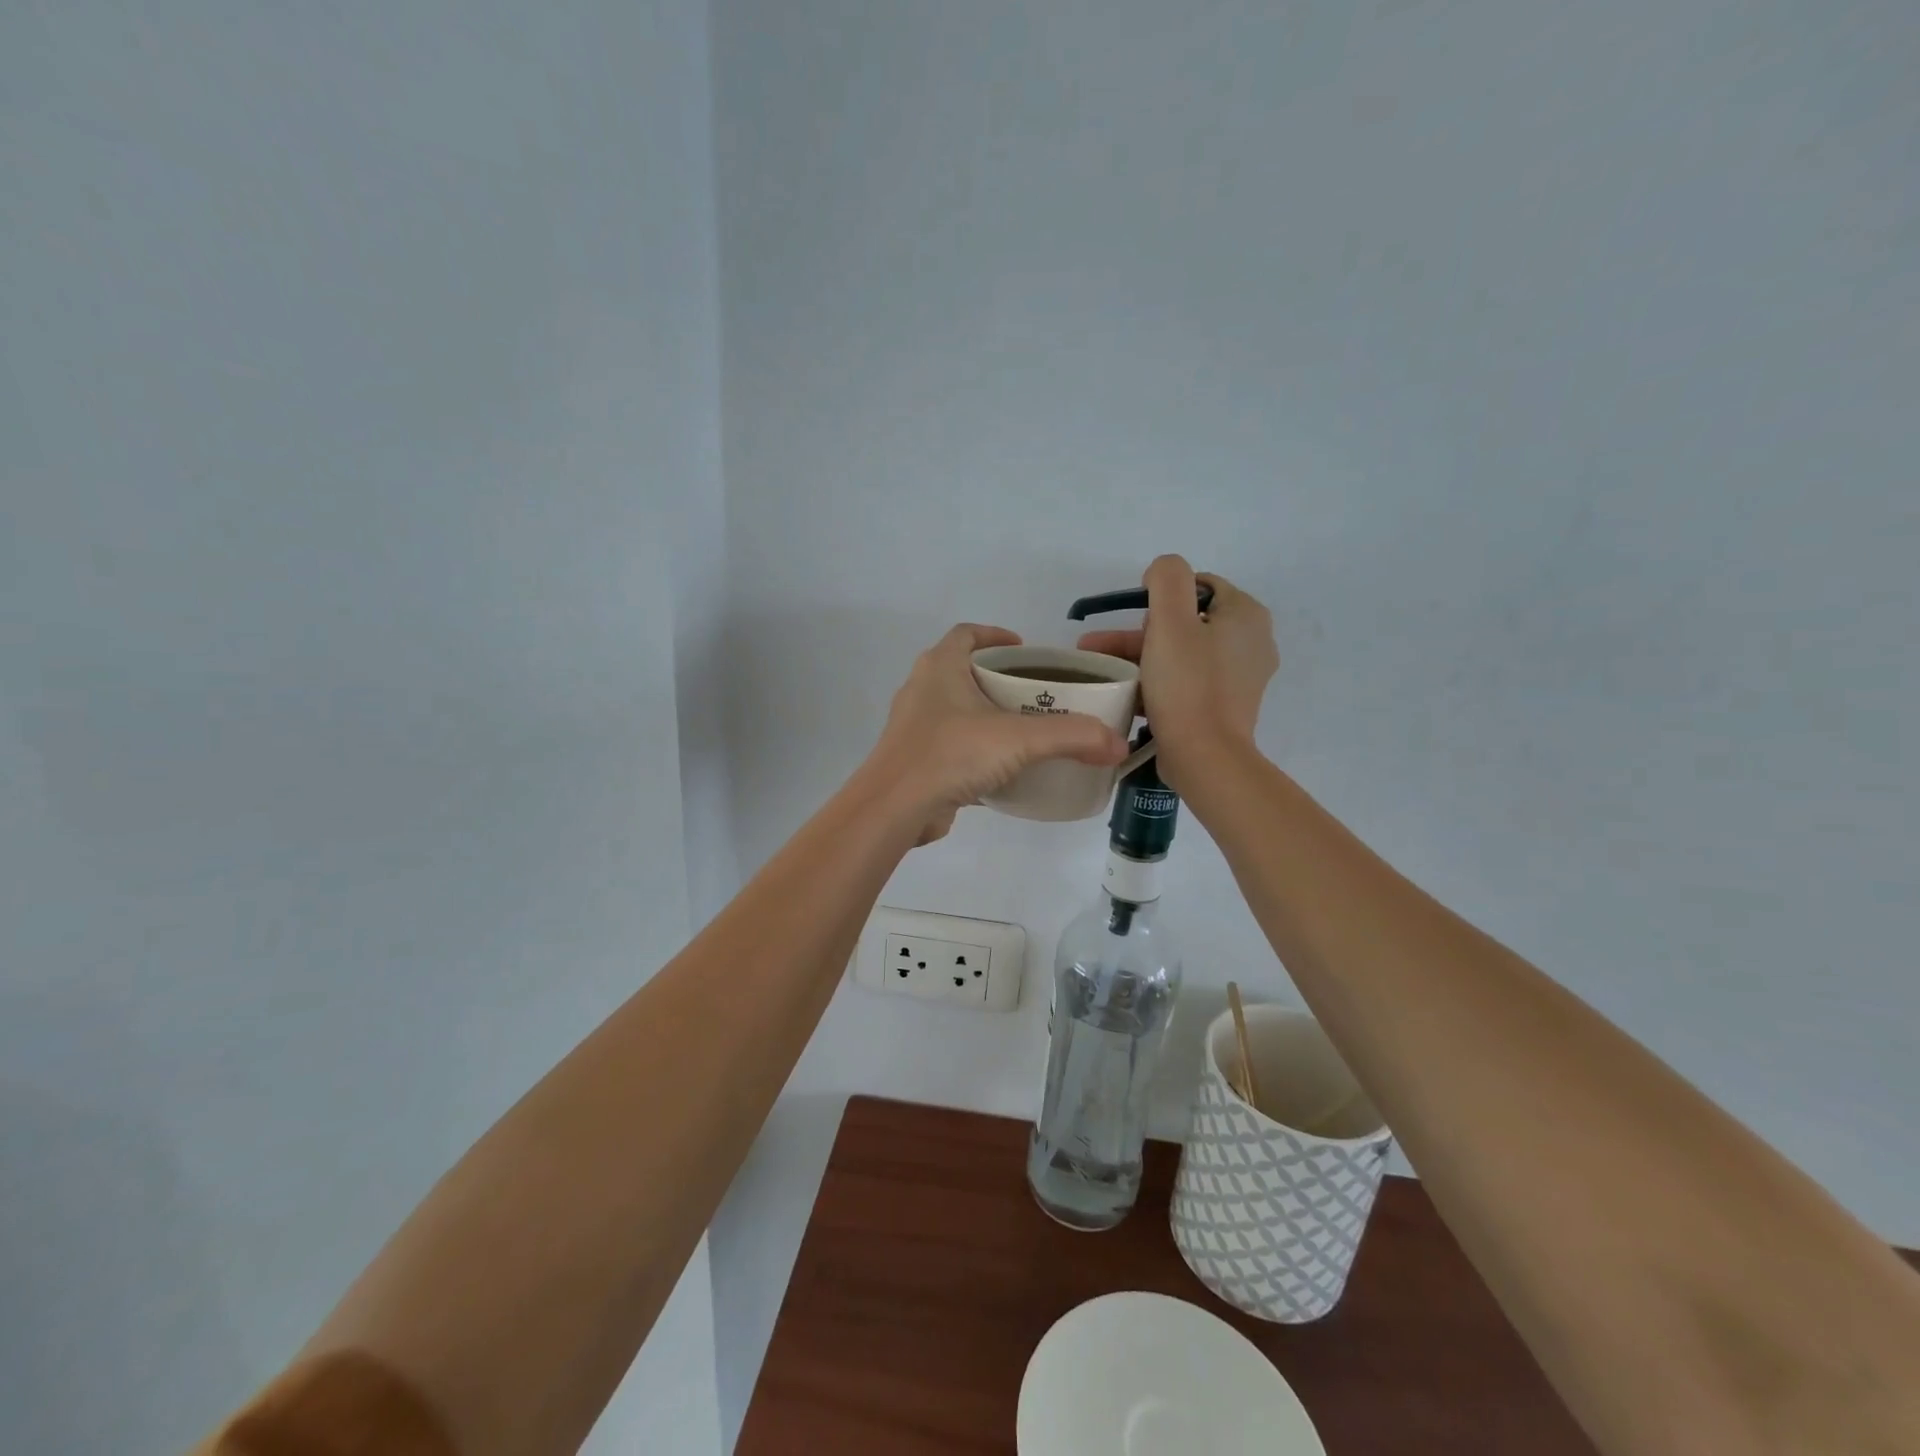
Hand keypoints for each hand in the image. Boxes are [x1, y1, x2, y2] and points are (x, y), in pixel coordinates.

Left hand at [862, 624, 1128, 844]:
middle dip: (1000, 679)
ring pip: (958, 711)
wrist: (894, 808)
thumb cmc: (951, 754)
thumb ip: (1072, 737)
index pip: (967, 634)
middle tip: (1037, 694)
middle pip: (964, 672)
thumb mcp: (1019, 739)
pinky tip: (1004, 770)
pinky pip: (952, 746)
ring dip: (987, 716)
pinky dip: (977, 751)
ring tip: (1026, 731)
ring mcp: (915, 727)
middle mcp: (923, 690)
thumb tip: (1118, 745)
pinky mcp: (916, 761)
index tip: (1025, 649)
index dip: (996, 635)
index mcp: (940, 667)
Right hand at [1076, 555, 1276, 793]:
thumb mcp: (1170, 620)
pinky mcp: (1225, 706)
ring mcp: (1240, 678)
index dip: (1162, 597)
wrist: (1205, 757)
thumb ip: (1167, 579)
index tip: (1136, 620)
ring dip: (1141, 658)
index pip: (1199, 586)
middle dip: (1139, 633)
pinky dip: (1158, 683)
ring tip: (1100, 670)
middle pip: (1186, 622)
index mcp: (1246, 615)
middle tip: (1100, 647)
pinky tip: (1128, 694)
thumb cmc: (1187, 684)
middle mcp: (1251, 642)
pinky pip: (1187, 682)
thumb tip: (1162, 572)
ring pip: (1182, 654)